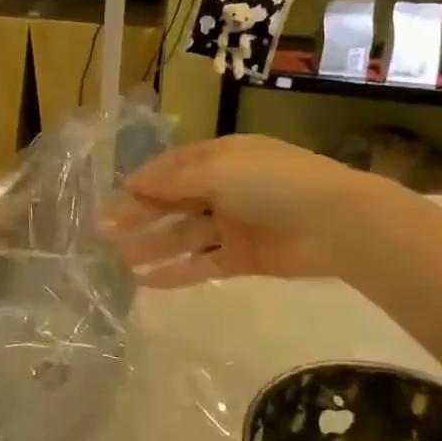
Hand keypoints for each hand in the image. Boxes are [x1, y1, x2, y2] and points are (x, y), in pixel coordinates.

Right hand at [104, 135, 387, 286]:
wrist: (336, 223)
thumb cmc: (274, 183)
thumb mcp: (219, 170)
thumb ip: (173, 181)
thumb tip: (132, 182)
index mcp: (220, 158)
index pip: (172, 169)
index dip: (143, 184)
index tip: (114, 202)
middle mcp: (225, 188)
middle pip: (174, 204)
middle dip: (141, 217)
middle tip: (105, 235)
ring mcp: (235, 224)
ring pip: (185, 236)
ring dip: (154, 247)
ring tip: (121, 261)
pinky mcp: (245, 258)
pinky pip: (204, 264)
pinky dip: (178, 272)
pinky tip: (149, 282)